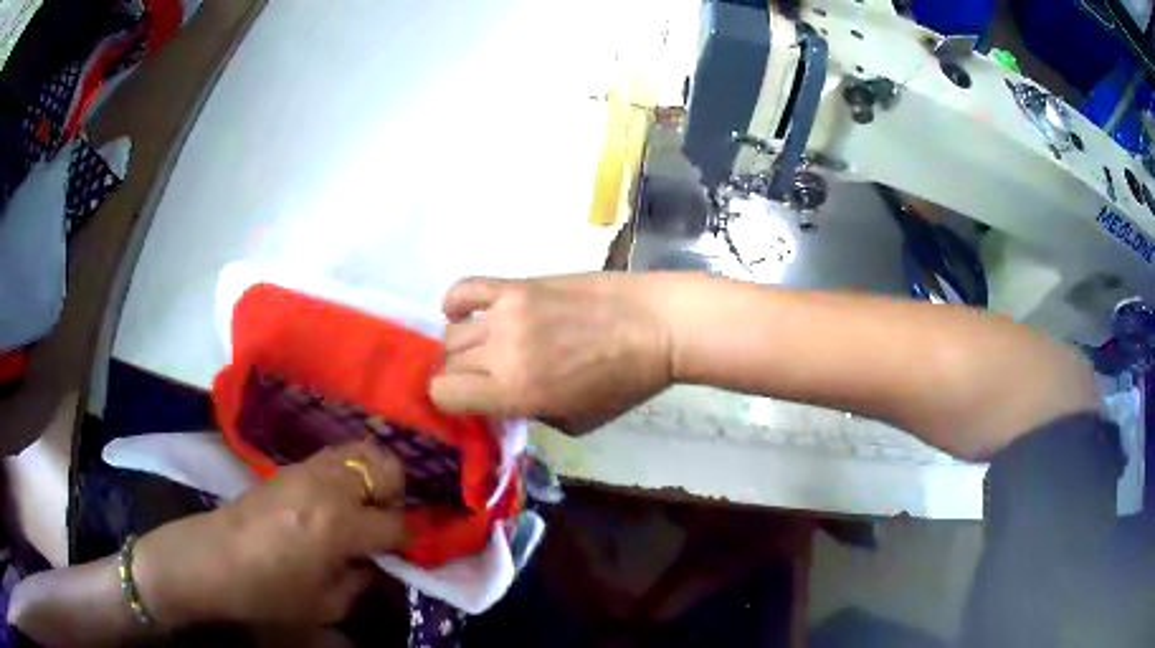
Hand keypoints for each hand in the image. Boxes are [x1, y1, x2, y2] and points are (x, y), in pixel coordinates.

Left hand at [134, 440, 405, 626]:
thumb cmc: (269, 592)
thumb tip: (376, 562)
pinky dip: (348, 472)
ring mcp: (306, 469)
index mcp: (339, 525)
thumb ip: (361, 580)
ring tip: (364, 507)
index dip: (406, 541)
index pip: (396, 524)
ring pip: (361, 451)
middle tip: (384, 523)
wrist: (213, 560)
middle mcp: (328, 486)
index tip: (405, 553)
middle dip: (396, 496)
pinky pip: (334, 456)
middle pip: (386, 468)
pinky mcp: (290, 466)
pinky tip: (337, 499)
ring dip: (373, 478)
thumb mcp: (326, 605)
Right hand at [429, 274, 673, 431]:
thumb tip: (502, 399)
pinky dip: (455, 303)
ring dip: (464, 346)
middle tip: (485, 380)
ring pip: (453, 332)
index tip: (470, 403)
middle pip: (448, 362)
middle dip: (461, 377)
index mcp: (515, 391)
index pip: (444, 394)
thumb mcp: (577, 422)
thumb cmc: (625, 383)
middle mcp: (501, 350)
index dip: (451, 402)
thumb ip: (529, 414)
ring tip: (488, 349)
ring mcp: (507, 312)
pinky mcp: (519, 284)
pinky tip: (465, 313)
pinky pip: (466, 288)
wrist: (657, 326)